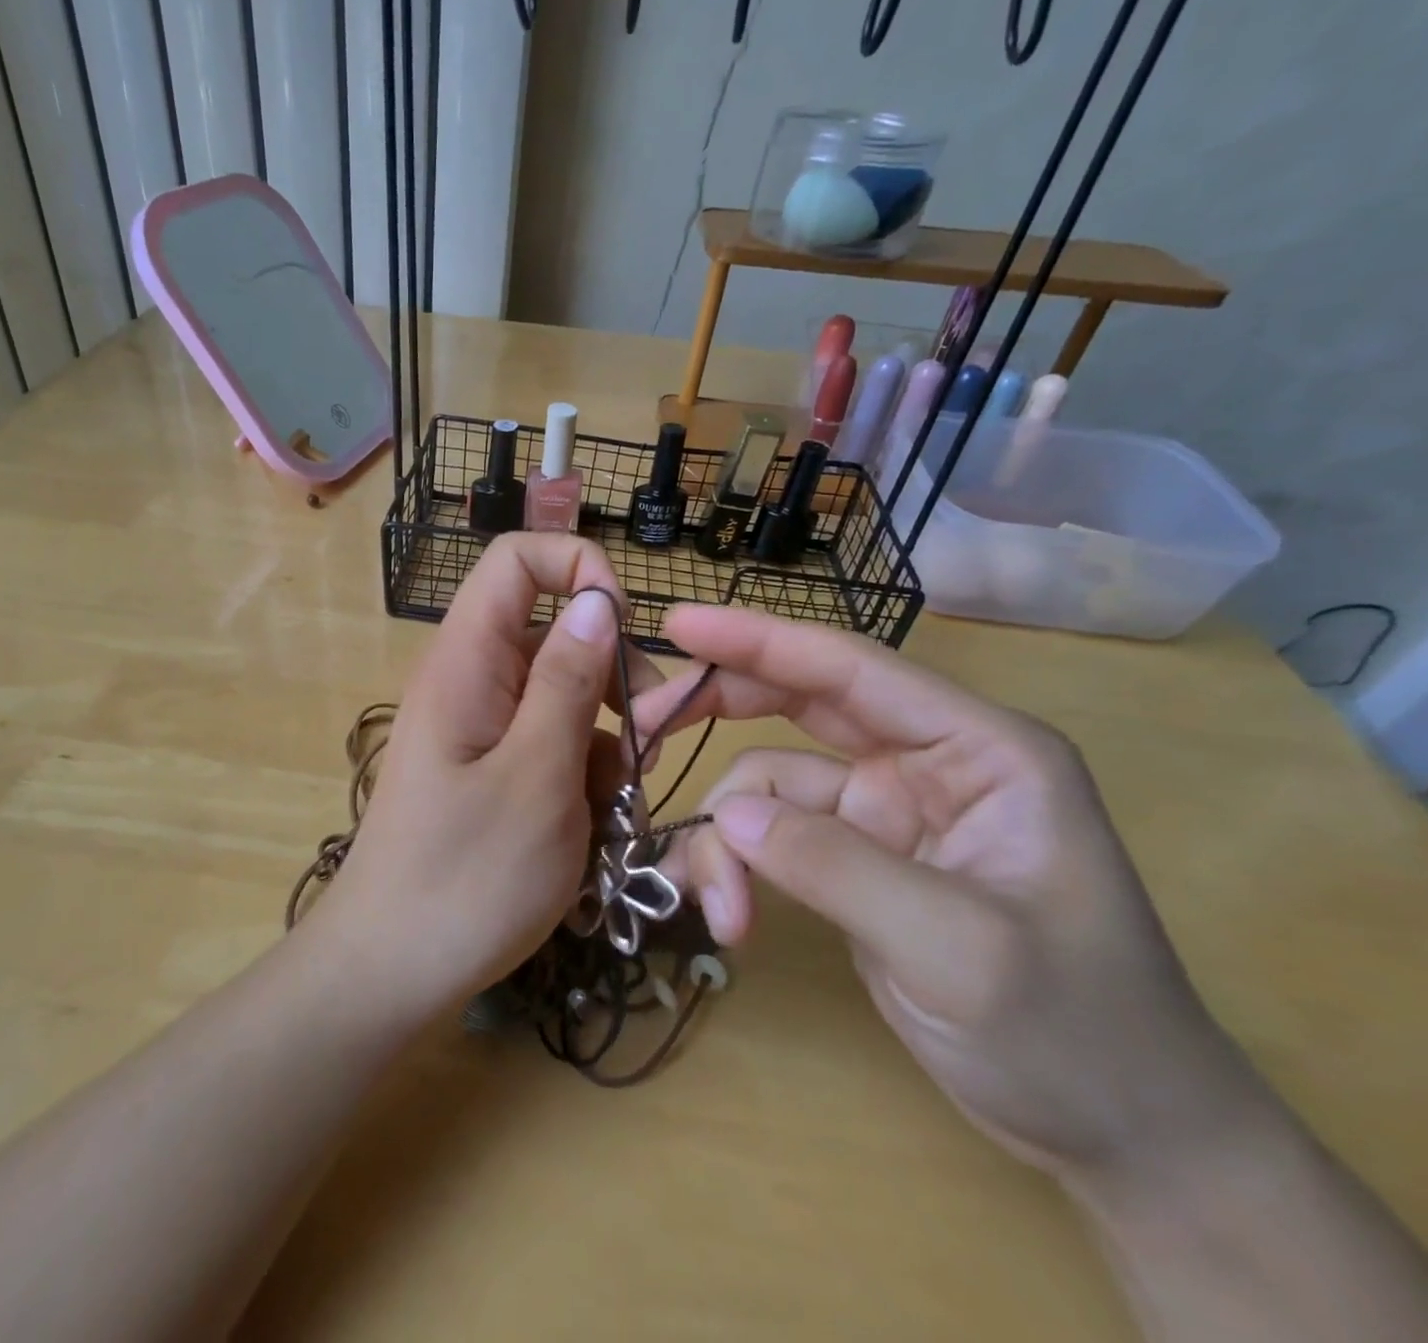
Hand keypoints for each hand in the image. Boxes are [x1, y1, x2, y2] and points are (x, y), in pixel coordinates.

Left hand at [315, 535, 652, 1021]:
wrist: (389, 971)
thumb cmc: (465, 878)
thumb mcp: (538, 776)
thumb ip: (569, 681)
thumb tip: (596, 598)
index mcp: (467, 660)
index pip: (515, 560)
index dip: (577, 569)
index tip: (626, 630)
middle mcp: (469, 681)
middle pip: (553, 633)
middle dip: (610, 677)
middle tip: (642, 745)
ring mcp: (478, 728)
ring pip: (562, 697)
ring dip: (603, 741)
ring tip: (610, 808)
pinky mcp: (488, 770)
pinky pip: (548, 744)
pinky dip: (580, 776)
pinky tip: (588, 830)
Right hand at [637, 605, 1269, 1185]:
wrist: (1119, 1138)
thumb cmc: (1078, 1036)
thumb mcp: (960, 950)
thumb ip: (837, 868)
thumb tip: (726, 818)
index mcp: (977, 751)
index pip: (849, 670)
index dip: (759, 640)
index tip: (678, 623)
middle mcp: (923, 765)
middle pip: (796, 705)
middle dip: (717, 715)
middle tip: (642, 732)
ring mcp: (881, 814)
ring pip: (767, 787)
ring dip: (728, 840)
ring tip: (719, 910)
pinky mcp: (850, 861)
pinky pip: (768, 839)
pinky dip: (736, 869)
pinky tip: (727, 917)